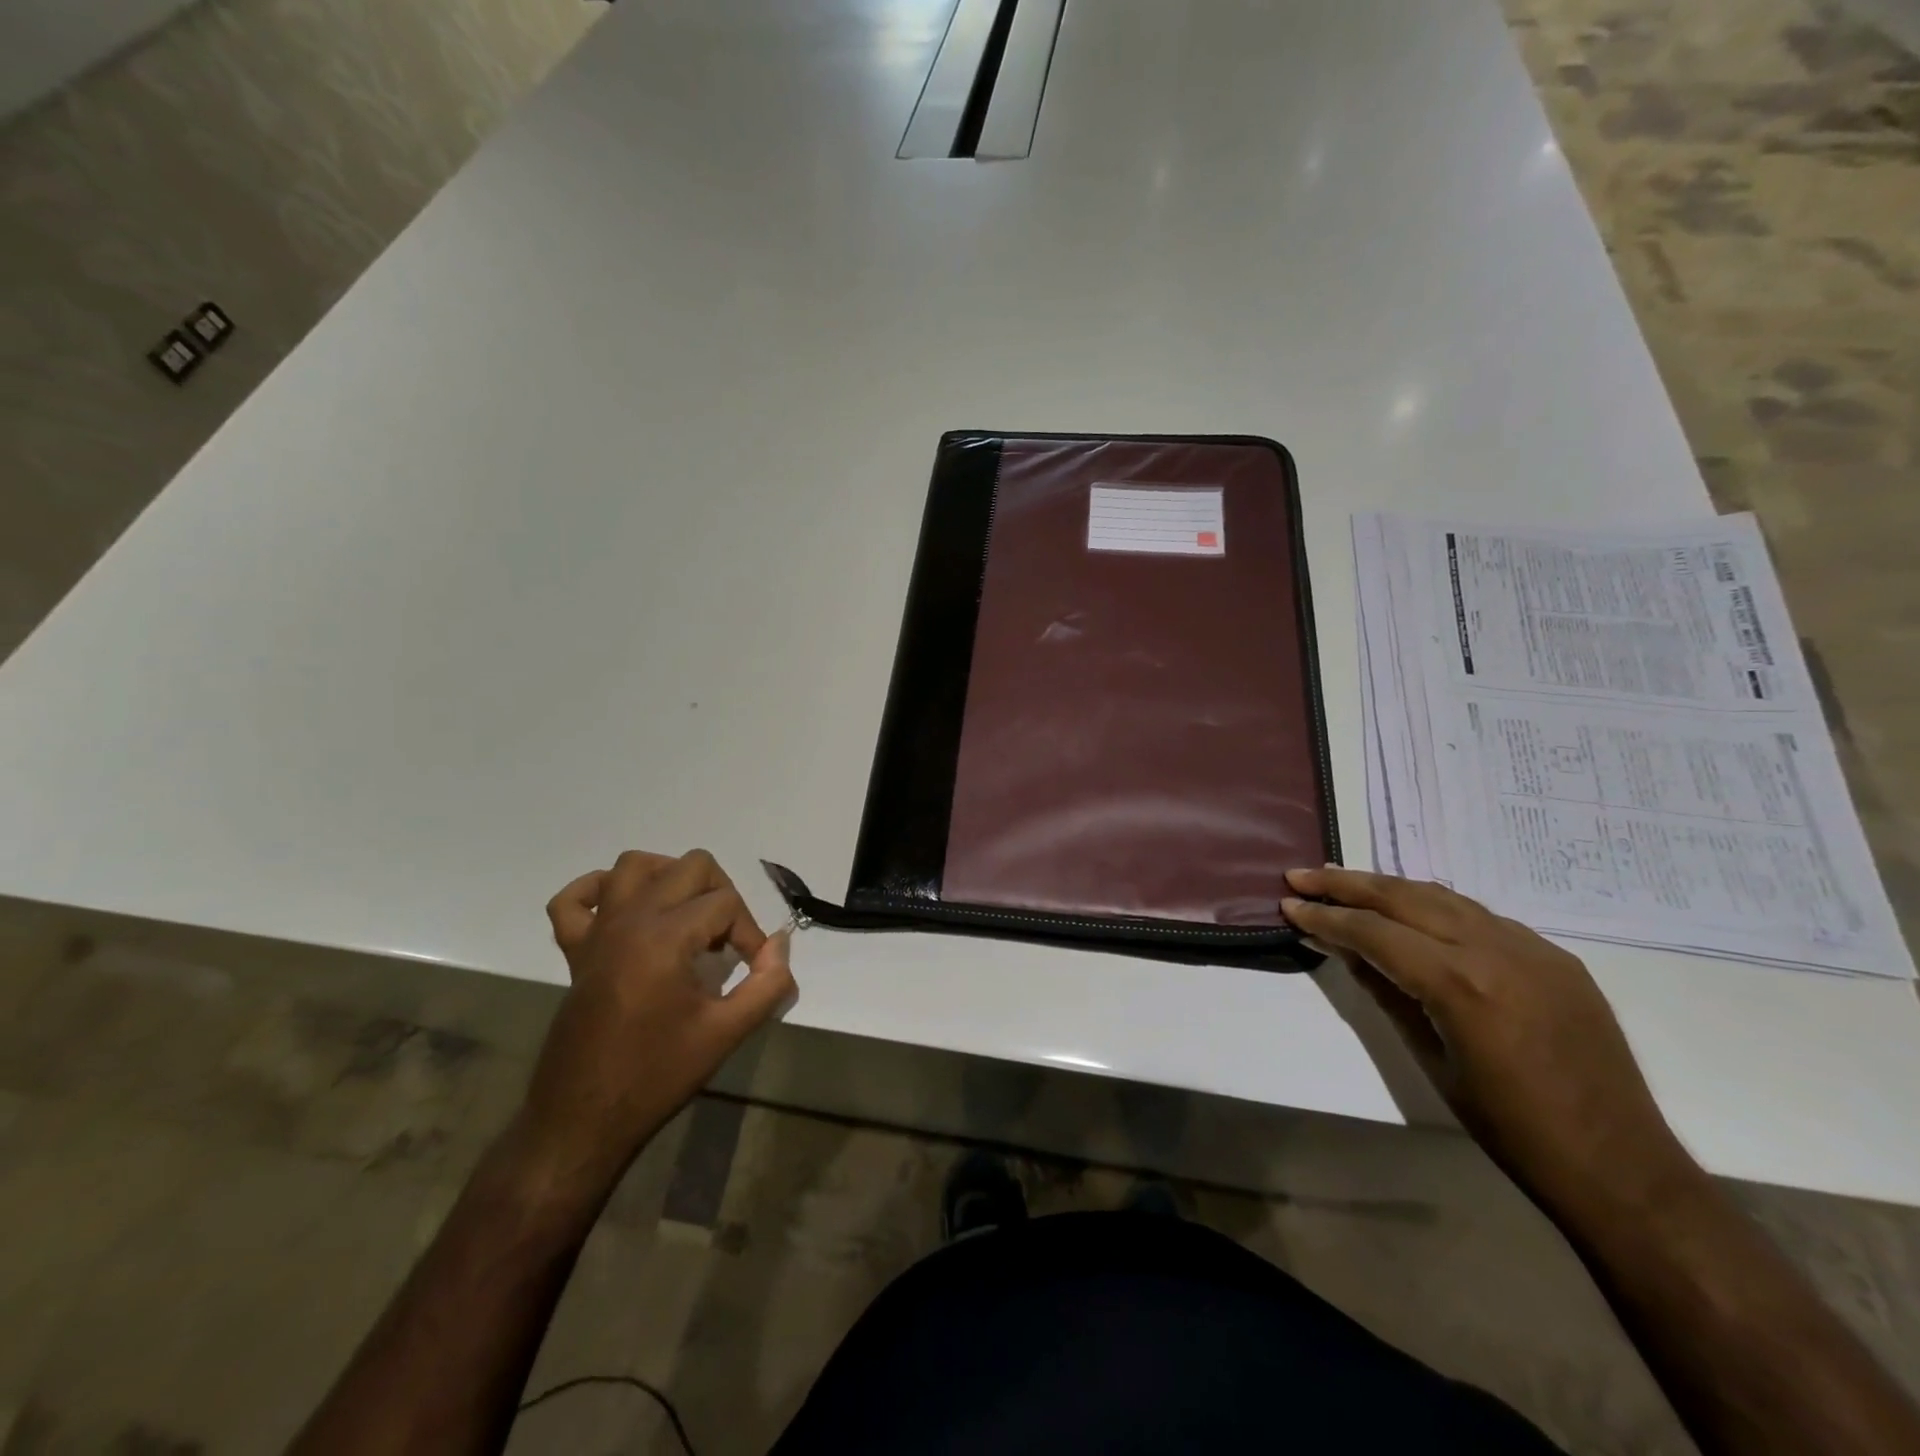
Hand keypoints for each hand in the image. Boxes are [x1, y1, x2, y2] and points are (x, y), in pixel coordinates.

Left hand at [518, 849, 795, 1192]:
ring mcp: (597, 932)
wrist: (583, 1120)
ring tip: (688, 914)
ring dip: (669, 877)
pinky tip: (625, 912)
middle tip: (727, 941)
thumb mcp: (727, 1033)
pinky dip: (598, 891)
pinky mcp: (574, 951)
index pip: (726, 903)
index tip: (753, 969)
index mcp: (666, 937)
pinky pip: (573, 899)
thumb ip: (767, 983)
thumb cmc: (657, 1076)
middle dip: (721, 895)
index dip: (750, 932)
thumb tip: (780, 945)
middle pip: (690, 867)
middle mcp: (630, 920)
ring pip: (634, 865)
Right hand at [1282, 866, 1698, 1218]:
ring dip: (1388, 887)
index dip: (1325, 917)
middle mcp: (1495, 950)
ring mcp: (1531, 948)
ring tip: (1344, 882)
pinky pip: (1481, 916)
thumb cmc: (1508, 1127)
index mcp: (1460, 983)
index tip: (1288, 905)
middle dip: (1347, 885)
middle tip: (1302, 876)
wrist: (1618, 1164)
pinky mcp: (1554, 956)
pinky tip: (1411, 912)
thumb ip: (1384, 991)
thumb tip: (1342, 948)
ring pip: (1442, 897)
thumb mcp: (1429, 1057)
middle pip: (1405, 897)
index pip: (1374, 931)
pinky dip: (1434, 906)